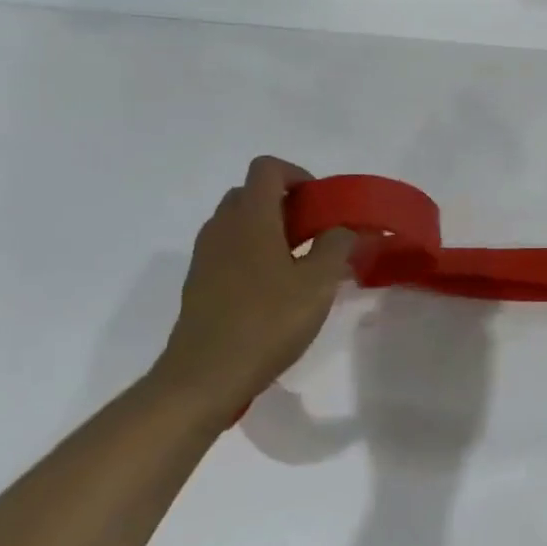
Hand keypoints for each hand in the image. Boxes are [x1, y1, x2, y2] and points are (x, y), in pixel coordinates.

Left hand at [158, 157, 354, 414]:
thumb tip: (346, 228)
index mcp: (251, 218)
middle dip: (286, 203)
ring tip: (300, 262)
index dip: (298, 175)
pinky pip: (229, 250)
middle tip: (316, 232)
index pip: (267, 168)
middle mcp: (222, 227)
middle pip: (251, 193)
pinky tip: (275, 289)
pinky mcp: (200, 283)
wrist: (204, 377)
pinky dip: (253, 253)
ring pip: (238, 222)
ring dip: (270, 229)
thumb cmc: (267, 322)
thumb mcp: (318, 283)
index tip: (322, 204)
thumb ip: (337, 246)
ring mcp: (205, 256)